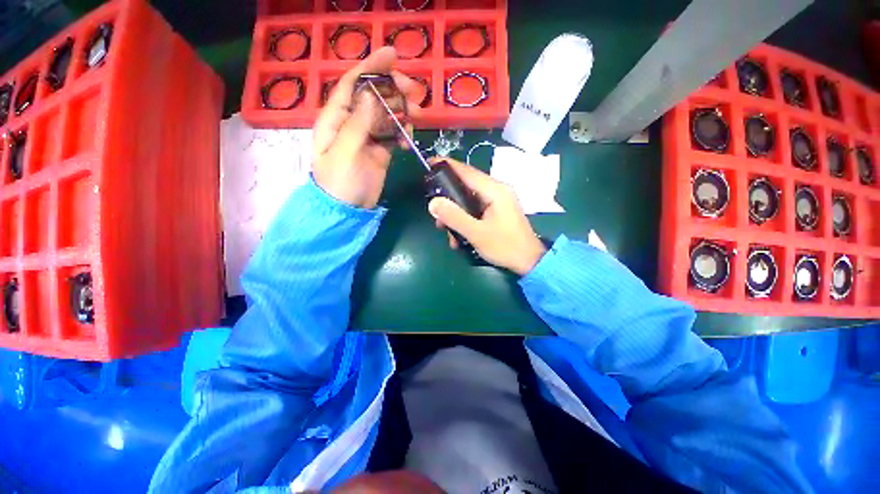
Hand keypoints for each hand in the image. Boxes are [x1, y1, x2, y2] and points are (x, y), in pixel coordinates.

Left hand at [312, 47, 419, 207]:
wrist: (348, 211)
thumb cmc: (340, 183)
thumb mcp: (346, 152)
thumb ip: (358, 124)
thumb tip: (371, 95)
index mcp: (336, 118)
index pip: (353, 84)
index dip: (371, 67)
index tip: (393, 54)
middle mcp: (352, 123)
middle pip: (373, 96)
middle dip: (393, 89)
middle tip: (415, 92)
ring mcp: (367, 138)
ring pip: (386, 115)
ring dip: (402, 112)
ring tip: (417, 116)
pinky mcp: (380, 151)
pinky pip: (393, 135)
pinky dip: (402, 134)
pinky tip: (408, 141)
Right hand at [428, 159, 546, 275]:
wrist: (529, 261)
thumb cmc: (505, 246)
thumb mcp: (476, 233)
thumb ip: (454, 217)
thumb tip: (433, 203)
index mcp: (495, 190)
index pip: (466, 171)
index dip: (446, 166)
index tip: (429, 163)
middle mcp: (497, 190)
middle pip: (465, 186)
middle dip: (448, 200)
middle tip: (436, 215)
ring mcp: (498, 201)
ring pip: (468, 200)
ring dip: (455, 214)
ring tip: (447, 231)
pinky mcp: (497, 211)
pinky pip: (475, 209)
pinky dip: (465, 219)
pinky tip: (459, 237)